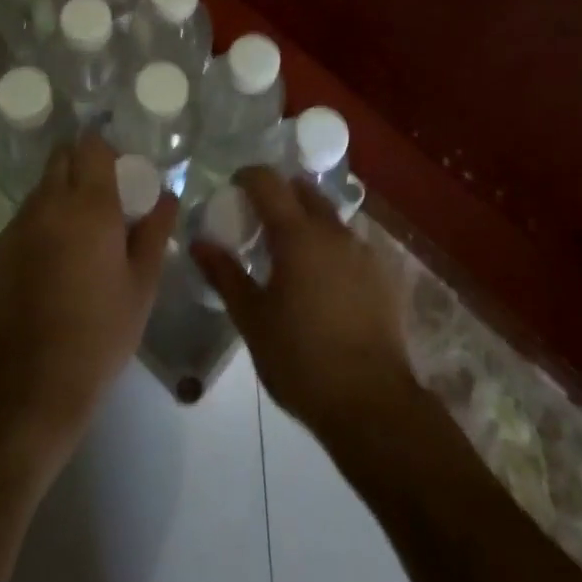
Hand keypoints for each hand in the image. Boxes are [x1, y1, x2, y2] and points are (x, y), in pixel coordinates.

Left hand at [0, 134, 178, 463]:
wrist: (31, 382)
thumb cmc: (100, 331)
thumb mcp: (142, 283)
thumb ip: (155, 230)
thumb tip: (167, 196)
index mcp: (89, 205)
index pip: (91, 145)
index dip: (106, 149)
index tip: (122, 170)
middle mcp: (49, 203)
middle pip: (62, 157)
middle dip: (82, 164)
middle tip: (105, 197)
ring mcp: (19, 225)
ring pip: (43, 188)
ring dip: (62, 194)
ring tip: (82, 234)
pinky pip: (26, 218)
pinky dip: (43, 222)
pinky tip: (55, 261)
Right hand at [192, 168, 416, 444]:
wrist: (371, 404)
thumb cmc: (301, 359)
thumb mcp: (252, 319)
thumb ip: (225, 274)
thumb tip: (199, 242)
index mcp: (298, 235)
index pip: (269, 182)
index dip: (248, 177)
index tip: (234, 187)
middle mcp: (334, 232)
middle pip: (304, 192)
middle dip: (281, 194)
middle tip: (259, 220)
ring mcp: (363, 252)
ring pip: (330, 218)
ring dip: (308, 222)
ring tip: (290, 254)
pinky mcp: (383, 276)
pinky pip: (350, 245)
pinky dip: (330, 247)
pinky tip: (322, 281)